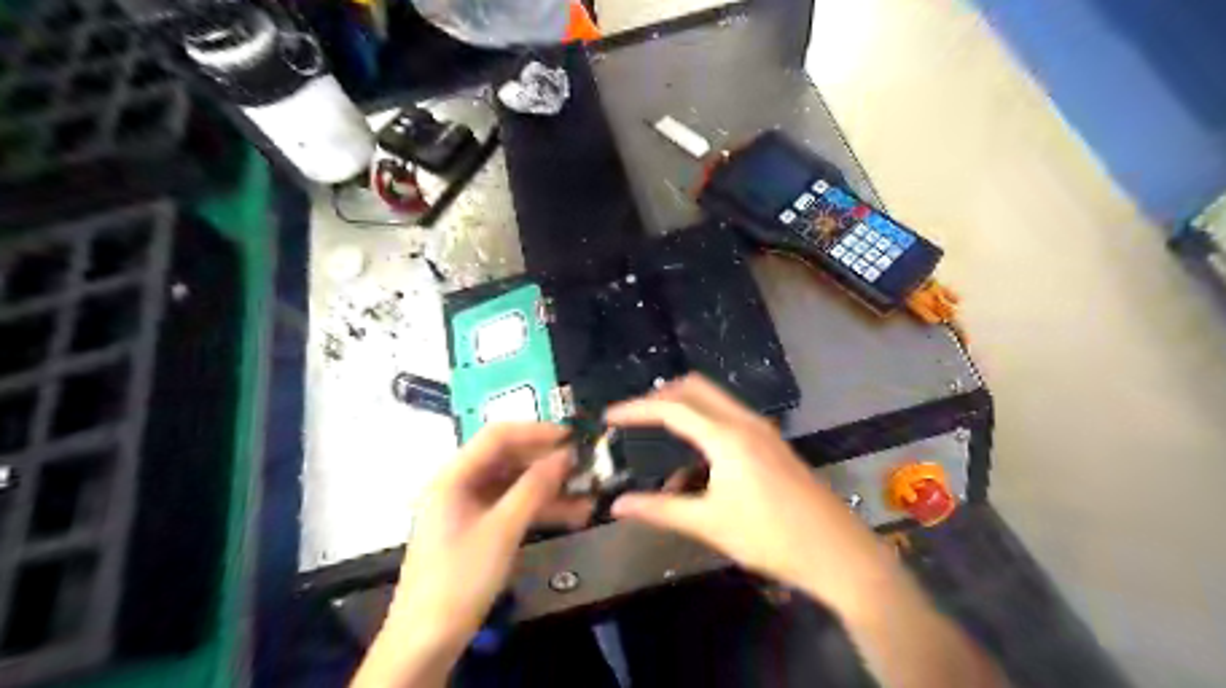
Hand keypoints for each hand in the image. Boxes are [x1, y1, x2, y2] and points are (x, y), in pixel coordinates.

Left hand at [351, 423, 591, 687]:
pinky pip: (513, 507)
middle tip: (584, 466)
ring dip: (549, 488)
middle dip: (547, 462)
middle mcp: (460, 484)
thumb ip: (534, 488)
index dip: (536, 432)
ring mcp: (469, 507)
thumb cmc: (460, 578)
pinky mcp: (479, 528)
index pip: (497, 436)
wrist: (427, 641)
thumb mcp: (502, 530)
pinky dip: (539, 508)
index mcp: (453, 476)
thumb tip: (565, 455)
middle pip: (508, 459)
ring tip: (587, 493)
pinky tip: (572, 514)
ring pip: (514, 484)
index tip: (571, 437)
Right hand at [608, 377, 896, 612]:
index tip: (609, 417)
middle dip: (660, 396)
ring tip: (660, 440)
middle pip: (695, 388)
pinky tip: (696, 465)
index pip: (671, 408)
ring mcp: (762, 430)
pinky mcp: (772, 443)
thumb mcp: (709, 524)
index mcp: (726, 436)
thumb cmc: (770, 537)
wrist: (837, 553)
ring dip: (684, 410)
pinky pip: (729, 419)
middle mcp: (744, 422)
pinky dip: (704, 427)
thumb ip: (660, 509)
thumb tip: (618, 505)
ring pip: (713, 401)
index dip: (636, 409)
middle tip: (635, 418)